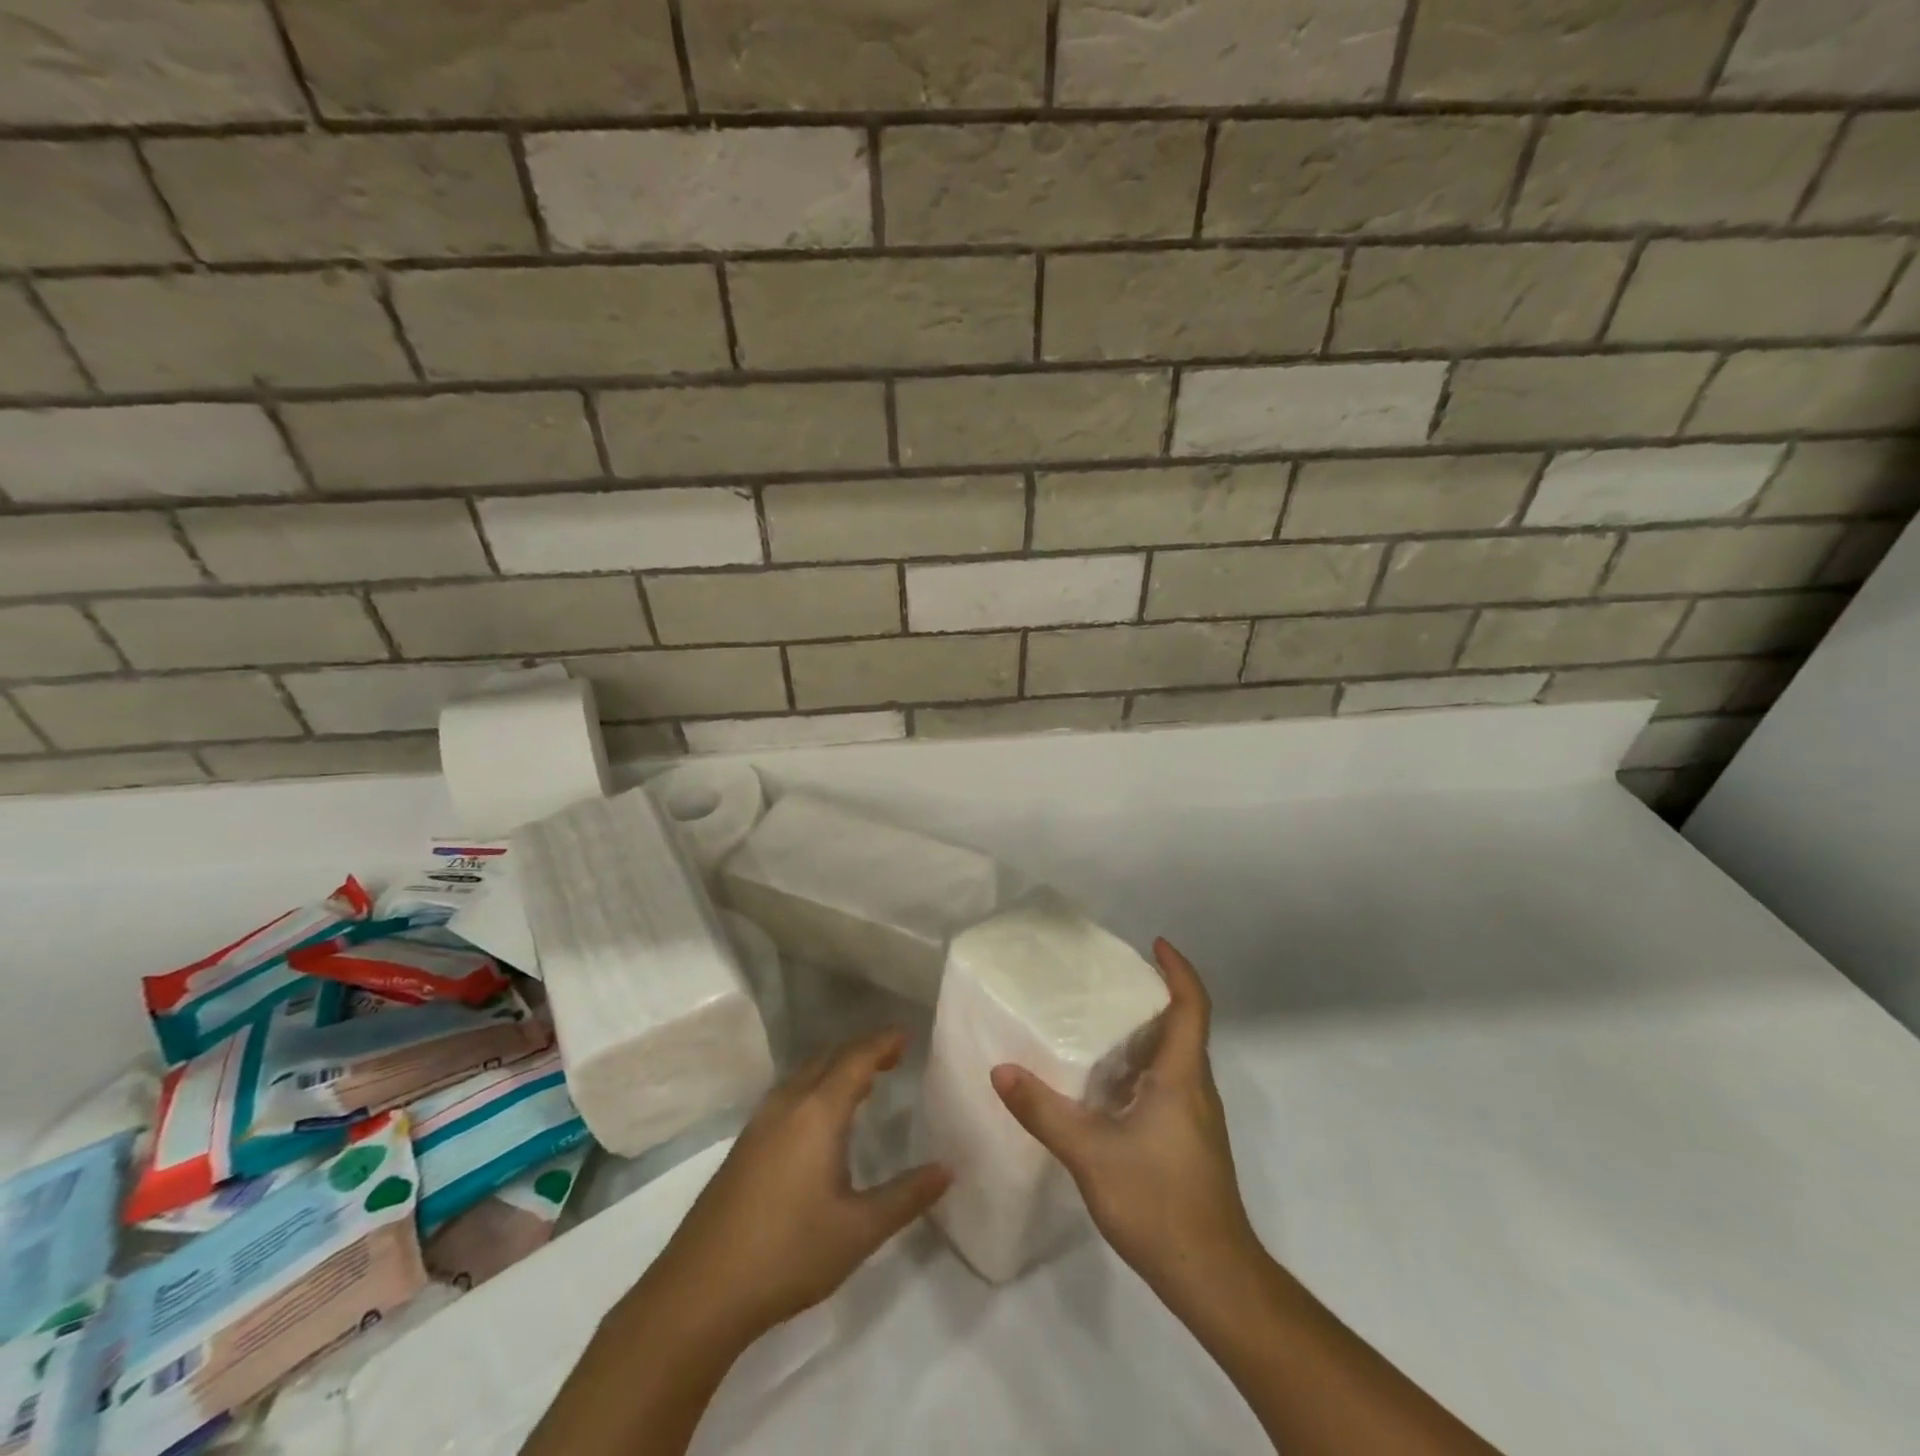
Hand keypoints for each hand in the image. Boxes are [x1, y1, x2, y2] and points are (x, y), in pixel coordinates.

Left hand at [641, 1031, 951, 1344]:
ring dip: (835, 1069)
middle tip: (892, 1056)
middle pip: (828, 1059)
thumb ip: (905, 1196)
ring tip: (863, 1083)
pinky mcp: (743, 1147)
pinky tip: (820, 1122)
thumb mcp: (858, 1231)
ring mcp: (759, 1124)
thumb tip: (947, 1169)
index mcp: (817, 1113)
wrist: (699, 1292)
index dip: (882, 1043)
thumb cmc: (788, 1253)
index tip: (907, 1035)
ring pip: (804, 1076)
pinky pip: (788, 1096)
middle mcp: (787, 1105)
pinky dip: (814, 1088)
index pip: (856, 1059)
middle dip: (861, 1051)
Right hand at [991, 940, 1257, 1302]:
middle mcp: (1195, 1089)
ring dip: (1145, 1034)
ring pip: (1175, 1059)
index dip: (1178, 971)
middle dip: (1152, 997)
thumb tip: (1001, 1070)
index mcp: (1182, 1077)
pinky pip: (1168, 1086)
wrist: (1213, 1277)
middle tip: (1107, 981)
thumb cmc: (1159, 1202)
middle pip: (1183, 1027)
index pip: (1192, 1007)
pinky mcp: (1190, 1142)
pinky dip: (1141, 1069)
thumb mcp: (1091, 1153)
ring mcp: (1196, 1119)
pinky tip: (1104, 1086)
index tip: (1154, 944)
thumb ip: (1044, 1111)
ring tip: (1098, 1022)